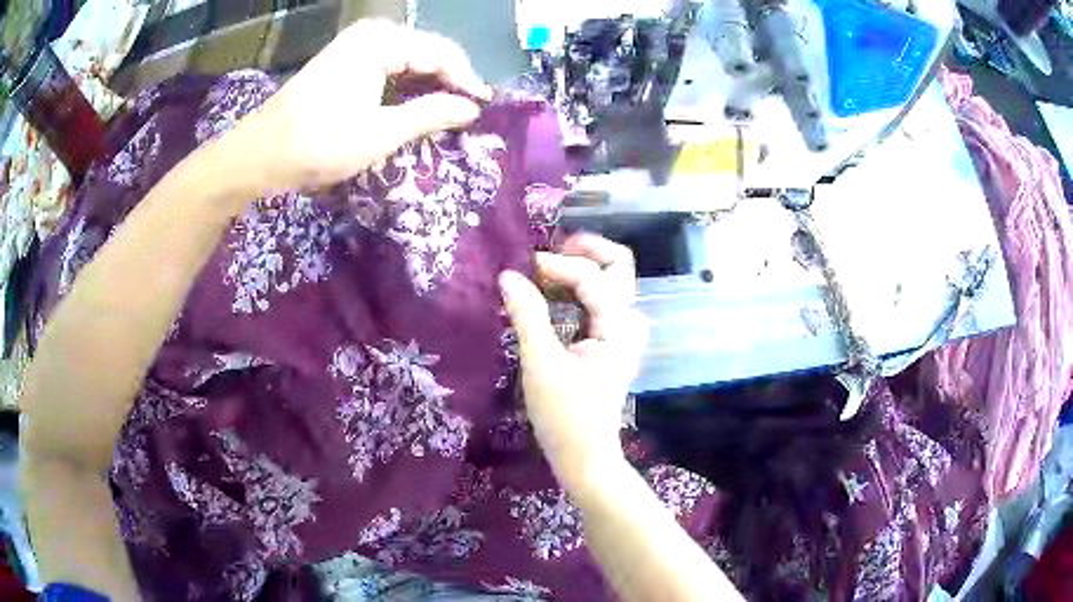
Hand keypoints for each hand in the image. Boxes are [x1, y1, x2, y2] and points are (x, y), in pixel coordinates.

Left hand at [237, 19, 491, 190]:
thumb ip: (431, 114)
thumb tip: (471, 108)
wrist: (259, 155)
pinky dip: (405, 88)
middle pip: (427, 52)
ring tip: (446, 115)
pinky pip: (389, 68)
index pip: (442, 53)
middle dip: (449, 82)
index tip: (484, 110)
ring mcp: (356, 47)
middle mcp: (372, 35)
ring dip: (428, 87)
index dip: (467, 81)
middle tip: (467, 115)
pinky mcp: (345, 64)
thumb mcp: (381, 132)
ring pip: (409, 61)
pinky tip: (414, 108)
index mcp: (382, 41)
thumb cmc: (318, 143)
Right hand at [500, 234, 647, 489]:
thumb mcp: (541, 363)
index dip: (554, 265)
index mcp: (619, 325)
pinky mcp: (613, 341)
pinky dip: (577, 289)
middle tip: (546, 253)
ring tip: (540, 273)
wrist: (585, 455)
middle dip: (584, 250)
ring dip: (579, 268)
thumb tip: (508, 275)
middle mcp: (629, 321)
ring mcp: (624, 331)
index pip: (590, 276)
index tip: (519, 270)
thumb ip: (527, 315)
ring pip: (610, 280)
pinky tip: (550, 294)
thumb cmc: (564, 415)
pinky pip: (600, 300)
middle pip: (618, 264)